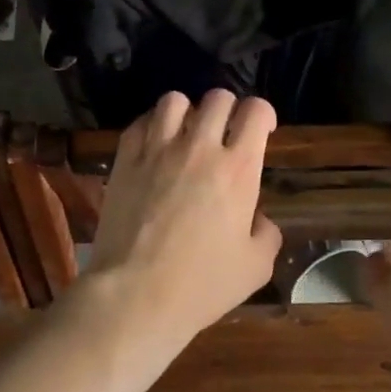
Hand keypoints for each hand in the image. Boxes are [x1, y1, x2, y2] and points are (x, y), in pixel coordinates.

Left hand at [82, 89, 281, 350]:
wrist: (136, 293)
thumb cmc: (202, 285)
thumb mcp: (256, 267)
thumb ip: (266, 234)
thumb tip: (256, 218)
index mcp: (238, 169)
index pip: (256, 111)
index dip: (264, 114)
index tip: (262, 131)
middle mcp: (199, 148)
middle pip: (217, 98)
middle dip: (228, 109)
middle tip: (225, 134)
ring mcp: (157, 150)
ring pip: (174, 101)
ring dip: (187, 112)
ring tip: (186, 134)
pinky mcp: (124, 160)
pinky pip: (140, 122)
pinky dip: (152, 125)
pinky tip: (154, 145)